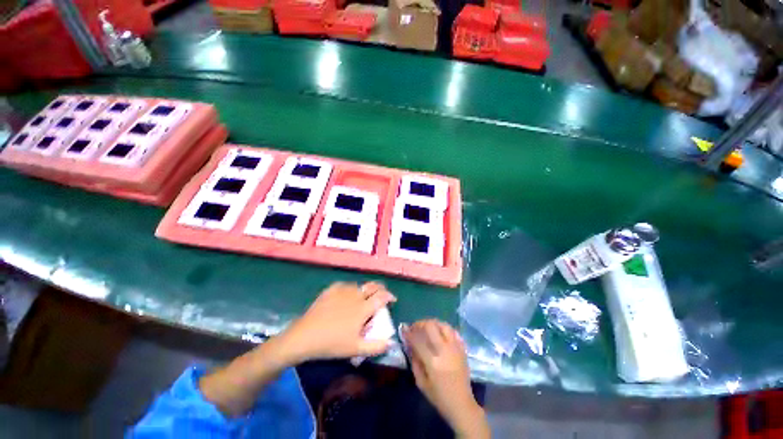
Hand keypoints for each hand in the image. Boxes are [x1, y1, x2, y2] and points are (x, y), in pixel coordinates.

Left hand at [279, 282, 395, 363]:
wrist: (305, 336)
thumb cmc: (332, 344)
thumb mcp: (356, 349)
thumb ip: (376, 346)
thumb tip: (392, 341)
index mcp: (363, 308)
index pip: (382, 296)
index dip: (389, 296)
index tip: (392, 300)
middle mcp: (355, 295)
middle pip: (372, 286)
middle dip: (380, 289)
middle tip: (381, 294)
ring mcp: (343, 290)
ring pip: (359, 285)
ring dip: (365, 290)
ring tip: (363, 297)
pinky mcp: (331, 289)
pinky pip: (345, 285)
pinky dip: (351, 289)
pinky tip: (347, 295)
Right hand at [403, 320, 489, 438]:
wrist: (462, 404)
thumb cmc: (439, 396)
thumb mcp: (421, 382)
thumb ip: (415, 361)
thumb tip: (410, 344)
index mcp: (433, 362)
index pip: (418, 340)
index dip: (409, 332)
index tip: (404, 328)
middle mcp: (445, 351)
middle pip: (431, 326)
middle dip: (420, 324)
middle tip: (415, 327)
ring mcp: (455, 348)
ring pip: (443, 325)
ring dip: (433, 323)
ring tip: (427, 328)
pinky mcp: (462, 349)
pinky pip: (453, 331)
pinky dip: (444, 329)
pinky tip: (439, 333)